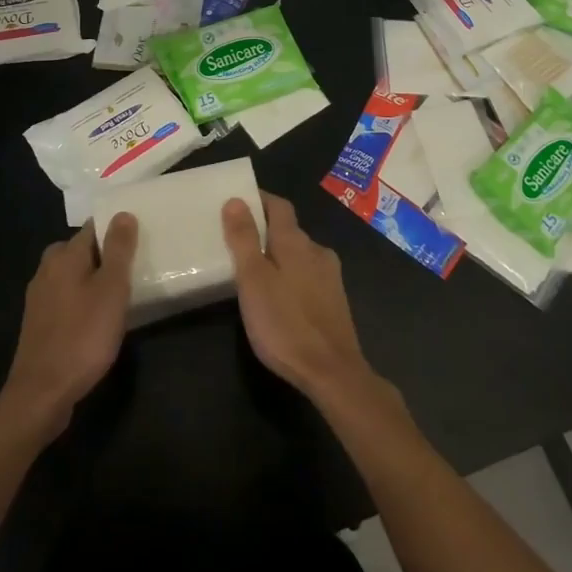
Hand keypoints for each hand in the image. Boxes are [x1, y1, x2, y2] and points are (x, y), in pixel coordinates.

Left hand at [0, 215, 137, 440]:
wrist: (42, 393)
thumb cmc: (83, 336)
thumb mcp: (111, 290)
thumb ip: (118, 250)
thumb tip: (122, 213)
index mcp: (64, 256)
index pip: (92, 228)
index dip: (116, 230)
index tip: (139, 240)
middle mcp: (46, 270)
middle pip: (80, 251)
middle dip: (104, 255)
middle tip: (132, 269)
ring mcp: (39, 297)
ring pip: (72, 275)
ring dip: (93, 279)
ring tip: (120, 294)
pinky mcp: (39, 322)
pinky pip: (65, 298)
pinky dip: (82, 300)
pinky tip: (97, 318)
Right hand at [222, 193, 374, 402]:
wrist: (332, 371)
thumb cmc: (285, 323)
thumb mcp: (253, 280)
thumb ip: (244, 239)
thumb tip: (236, 200)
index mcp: (296, 242)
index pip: (279, 205)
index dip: (259, 200)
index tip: (237, 202)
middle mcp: (317, 251)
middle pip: (289, 229)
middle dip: (265, 230)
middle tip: (237, 240)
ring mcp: (330, 276)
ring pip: (299, 254)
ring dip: (278, 254)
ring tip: (254, 270)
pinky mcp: (335, 300)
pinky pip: (308, 275)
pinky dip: (290, 275)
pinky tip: (279, 296)